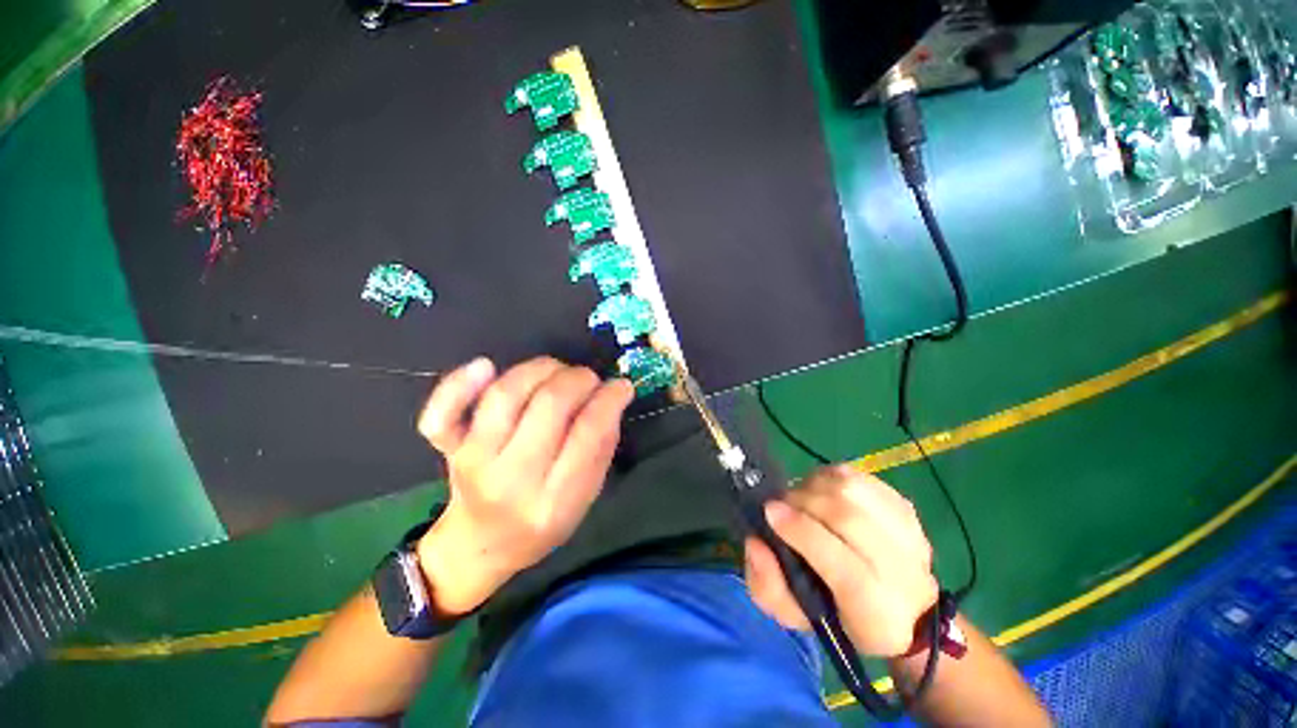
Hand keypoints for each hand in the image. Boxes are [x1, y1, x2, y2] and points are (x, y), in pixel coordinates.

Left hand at [414, 356, 634, 615]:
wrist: (481, 543)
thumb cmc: (542, 523)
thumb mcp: (585, 497)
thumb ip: (601, 448)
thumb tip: (612, 396)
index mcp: (553, 501)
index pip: (587, 433)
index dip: (609, 400)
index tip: (621, 386)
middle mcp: (511, 479)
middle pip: (548, 405)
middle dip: (579, 379)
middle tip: (590, 380)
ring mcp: (473, 461)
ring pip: (505, 395)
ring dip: (541, 369)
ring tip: (558, 371)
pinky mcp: (448, 449)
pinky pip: (443, 413)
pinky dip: (458, 384)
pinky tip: (486, 366)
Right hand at [744, 465, 937, 656]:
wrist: (904, 609)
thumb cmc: (840, 616)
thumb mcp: (796, 617)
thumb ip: (767, 587)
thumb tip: (756, 543)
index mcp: (875, 613)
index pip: (845, 569)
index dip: (803, 533)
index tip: (770, 512)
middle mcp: (903, 575)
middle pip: (848, 519)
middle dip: (803, 502)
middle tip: (781, 504)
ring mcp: (909, 535)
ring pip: (854, 491)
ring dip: (816, 486)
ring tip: (800, 496)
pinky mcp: (905, 507)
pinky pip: (861, 478)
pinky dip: (832, 477)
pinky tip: (821, 489)